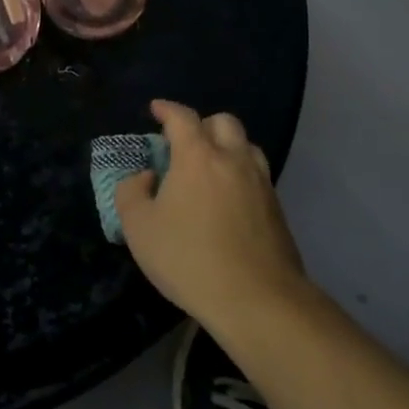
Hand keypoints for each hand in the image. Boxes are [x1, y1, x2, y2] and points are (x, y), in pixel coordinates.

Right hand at [114, 99, 307, 332]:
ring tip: (208, 168)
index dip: (166, 109)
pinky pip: (257, 175)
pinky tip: (226, 200)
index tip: (155, 109)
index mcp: (198, 156)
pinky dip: (239, 174)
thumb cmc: (188, 258)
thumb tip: (145, 177)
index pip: (182, 117)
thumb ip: (131, 192)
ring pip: (246, 146)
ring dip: (226, 147)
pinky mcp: (277, 209)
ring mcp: (261, 183)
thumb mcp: (139, 227)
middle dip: (202, 124)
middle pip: (223, 122)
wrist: (256, 299)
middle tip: (183, 143)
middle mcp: (233, 160)